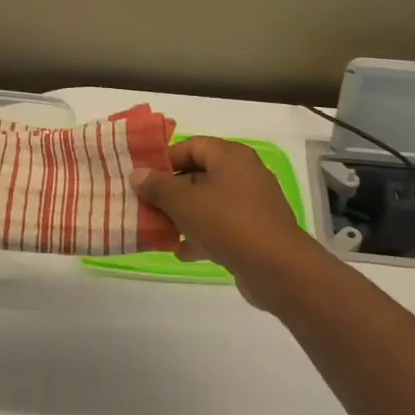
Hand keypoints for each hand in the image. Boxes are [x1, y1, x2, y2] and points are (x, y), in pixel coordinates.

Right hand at [129, 137, 331, 311]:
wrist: (277, 268)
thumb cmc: (227, 223)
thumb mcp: (183, 202)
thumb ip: (157, 186)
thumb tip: (137, 174)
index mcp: (230, 157)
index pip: (191, 146)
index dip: (165, 160)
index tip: (142, 178)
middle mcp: (244, 174)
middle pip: (198, 175)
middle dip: (169, 192)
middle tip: (145, 206)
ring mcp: (251, 205)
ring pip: (208, 203)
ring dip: (182, 216)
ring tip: (158, 230)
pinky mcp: (254, 232)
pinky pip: (220, 227)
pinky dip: (201, 236)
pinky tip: (182, 252)